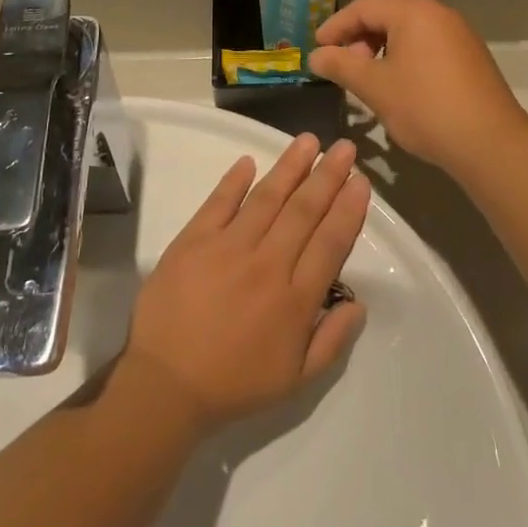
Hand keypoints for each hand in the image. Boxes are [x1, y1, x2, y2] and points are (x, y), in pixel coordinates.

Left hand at [125, 135, 368, 429]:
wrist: (166, 385)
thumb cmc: (234, 384)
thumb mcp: (297, 380)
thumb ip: (332, 340)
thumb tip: (359, 301)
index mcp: (295, 300)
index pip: (330, 243)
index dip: (348, 210)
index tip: (361, 182)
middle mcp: (267, 265)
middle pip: (303, 212)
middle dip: (327, 176)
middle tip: (344, 147)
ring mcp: (227, 248)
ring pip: (266, 198)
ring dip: (290, 167)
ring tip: (308, 141)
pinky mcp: (192, 242)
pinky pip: (218, 203)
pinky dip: (234, 181)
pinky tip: (248, 160)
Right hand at [307, 0, 527, 172]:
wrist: (490, 142)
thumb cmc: (425, 108)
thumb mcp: (374, 86)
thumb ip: (341, 65)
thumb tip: (315, 55)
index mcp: (413, 12)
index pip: (363, 6)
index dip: (335, 26)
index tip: (317, 49)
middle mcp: (438, 13)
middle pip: (387, 13)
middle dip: (358, 36)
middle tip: (343, 65)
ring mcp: (458, 33)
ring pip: (408, 30)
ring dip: (381, 48)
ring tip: (368, 78)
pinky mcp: (470, 55)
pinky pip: (427, 44)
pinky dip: (404, 56)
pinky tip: (398, 84)